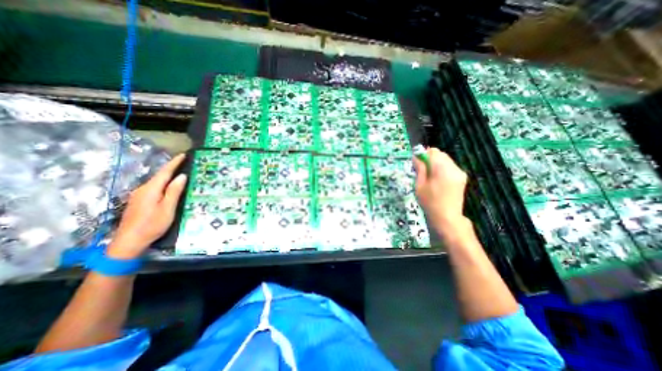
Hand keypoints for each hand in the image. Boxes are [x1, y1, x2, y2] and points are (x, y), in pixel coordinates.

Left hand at [107, 153, 186, 257]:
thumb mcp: (168, 208)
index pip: (164, 172)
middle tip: (185, 162)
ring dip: (167, 175)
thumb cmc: (152, 224)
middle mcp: (143, 189)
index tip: (183, 154)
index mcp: (151, 189)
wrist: (129, 241)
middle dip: (171, 167)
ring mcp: (139, 195)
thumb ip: (174, 191)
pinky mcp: (139, 201)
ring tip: (180, 172)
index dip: (174, 163)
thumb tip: (182, 176)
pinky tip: (168, 186)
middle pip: (159, 175)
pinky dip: (163, 183)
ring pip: (156, 182)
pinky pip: (153, 187)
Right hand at [415, 148, 467, 234]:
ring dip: (436, 163)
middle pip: (440, 154)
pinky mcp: (462, 177)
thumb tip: (416, 156)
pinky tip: (438, 180)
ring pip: (446, 160)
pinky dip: (443, 168)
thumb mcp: (420, 185)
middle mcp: (453, 168)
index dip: (423, 154)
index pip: (433, 152)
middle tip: (422, 170)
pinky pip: (450, 166)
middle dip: (430, 158)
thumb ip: (420, 168)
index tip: (417, 163)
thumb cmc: (430, 202)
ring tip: (430, 176)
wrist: (447, 217)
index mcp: (442, 169)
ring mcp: (460, 172)